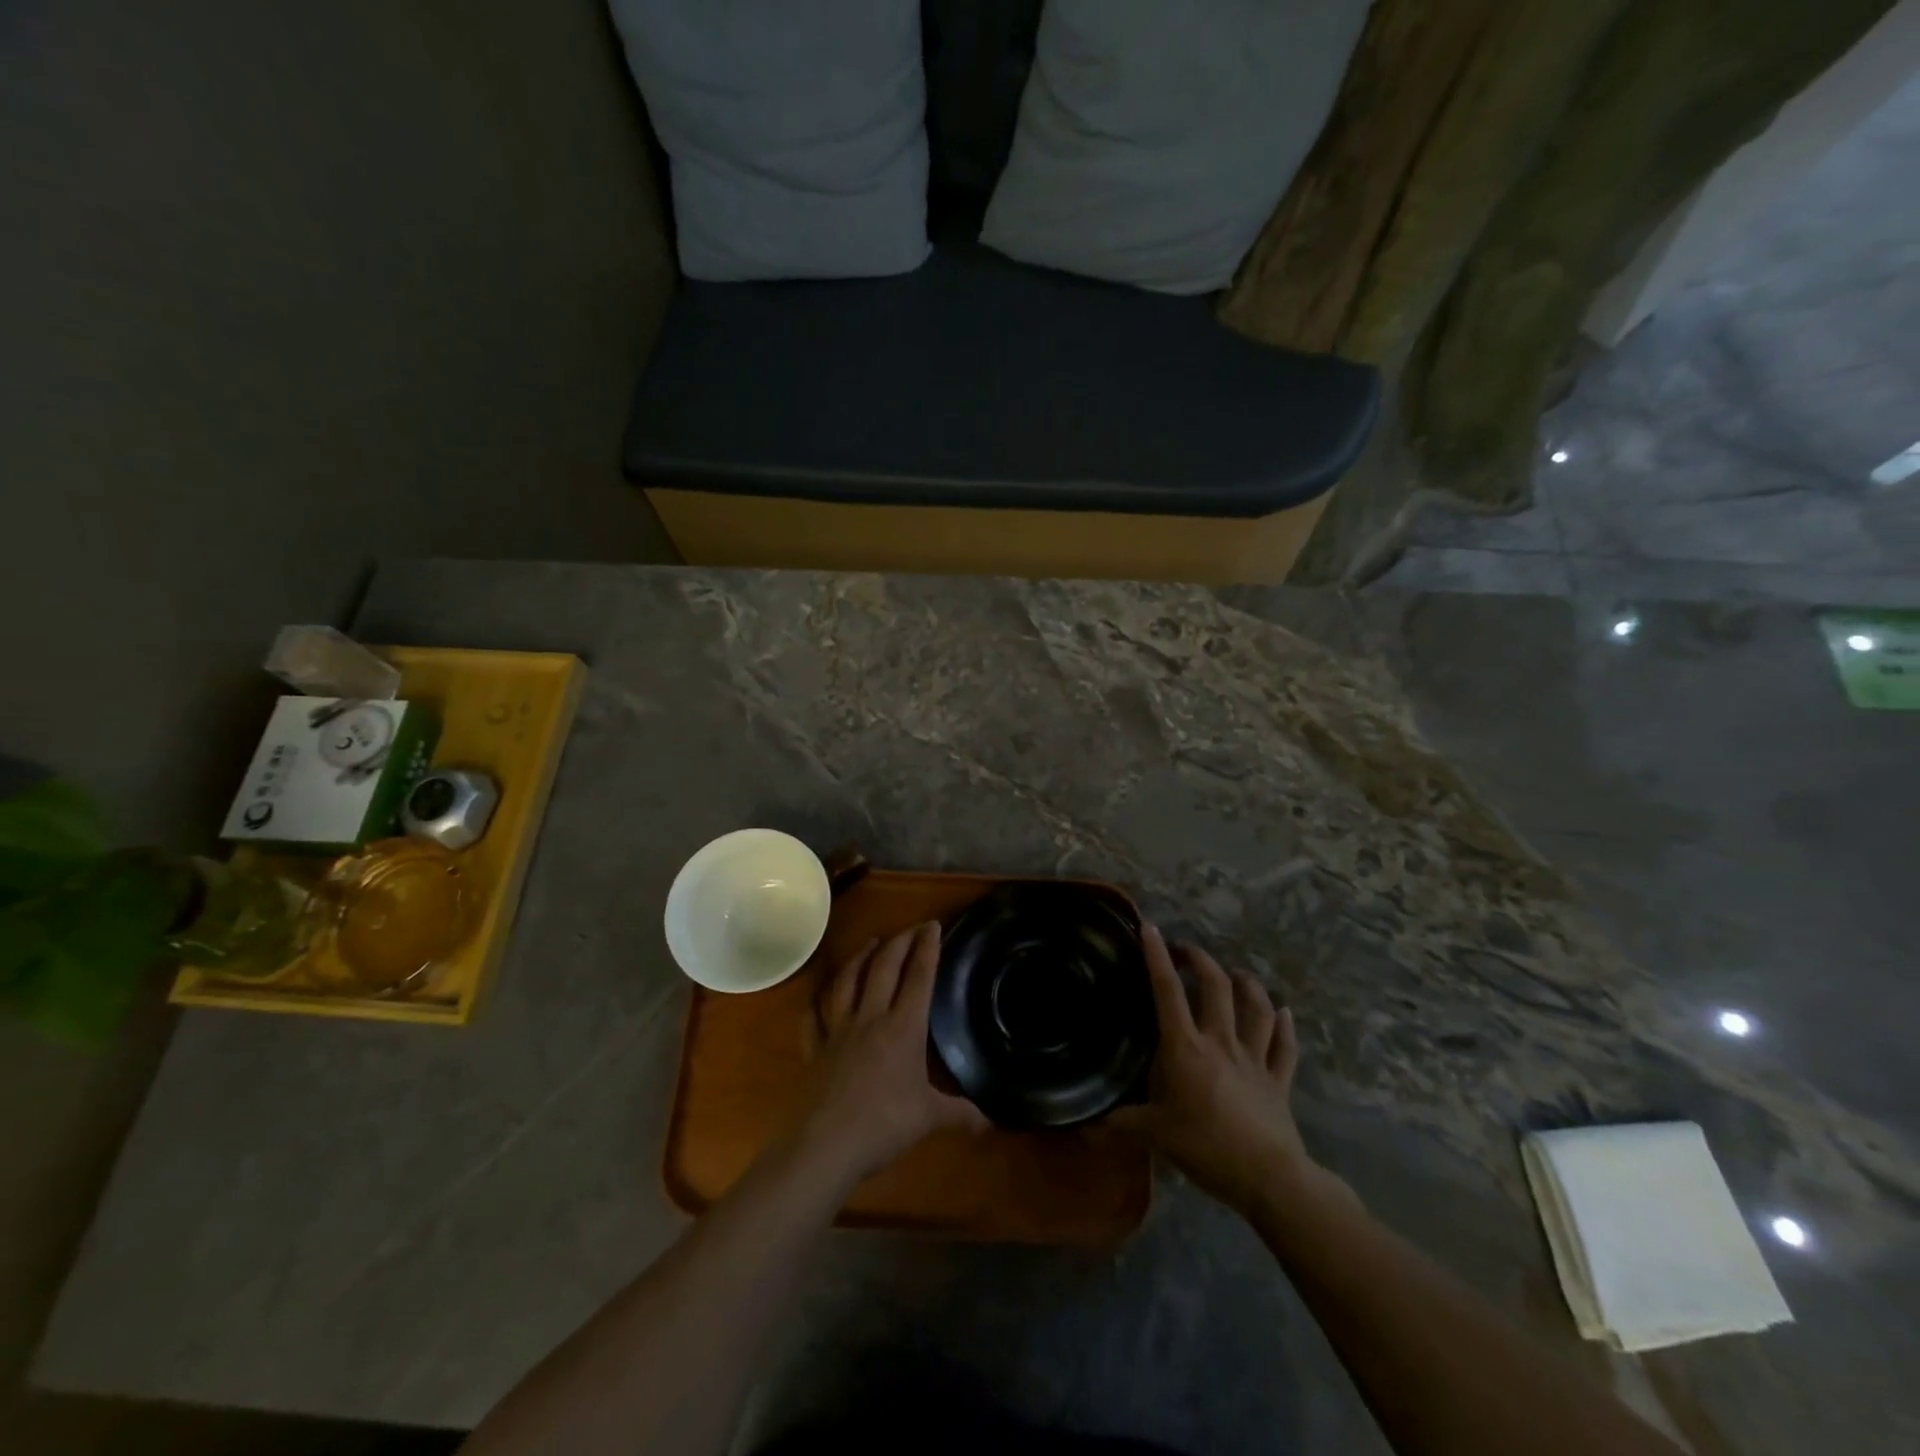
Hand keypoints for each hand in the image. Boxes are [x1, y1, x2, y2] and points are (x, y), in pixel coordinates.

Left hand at [794, 923, 987, 1184]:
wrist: (826, 1145)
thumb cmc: (884, 1126)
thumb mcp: (929, 1118)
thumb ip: (959, 1113)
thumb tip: (991, 1121)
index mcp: (903, 1028)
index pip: (919, 977)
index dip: (927, 948)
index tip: (933, 925)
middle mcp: (871, 1018)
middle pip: (884, 968)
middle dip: (900, 942)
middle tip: (911, 928)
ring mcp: (838, 1030)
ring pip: (848, 981)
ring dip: (860, 957)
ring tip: (870, 942)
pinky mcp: (815, 1048)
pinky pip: (814, 1015)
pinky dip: (817, 999)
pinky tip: (820, 992)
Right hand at [1113, 924, 1316, 1214]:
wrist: (1269, 1178)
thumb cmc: (1206, 1148)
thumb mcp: (1156, 1136)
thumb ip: (1122, 1124)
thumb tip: (1085, 1126)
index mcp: (1186, 1047)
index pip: (1167, 992)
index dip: (1157, 956)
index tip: (1150, 928)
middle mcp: (1221, 1042)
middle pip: (1216, 987)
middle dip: (1201, 960)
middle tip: (1187, 952)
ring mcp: (1254, 1058)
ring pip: (1256, 1009)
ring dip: (1247, 985)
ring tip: (1237, 974)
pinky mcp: (1278, 1080)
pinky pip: (1284, 1047)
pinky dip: (1285, 1027)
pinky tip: (1285, 1013)